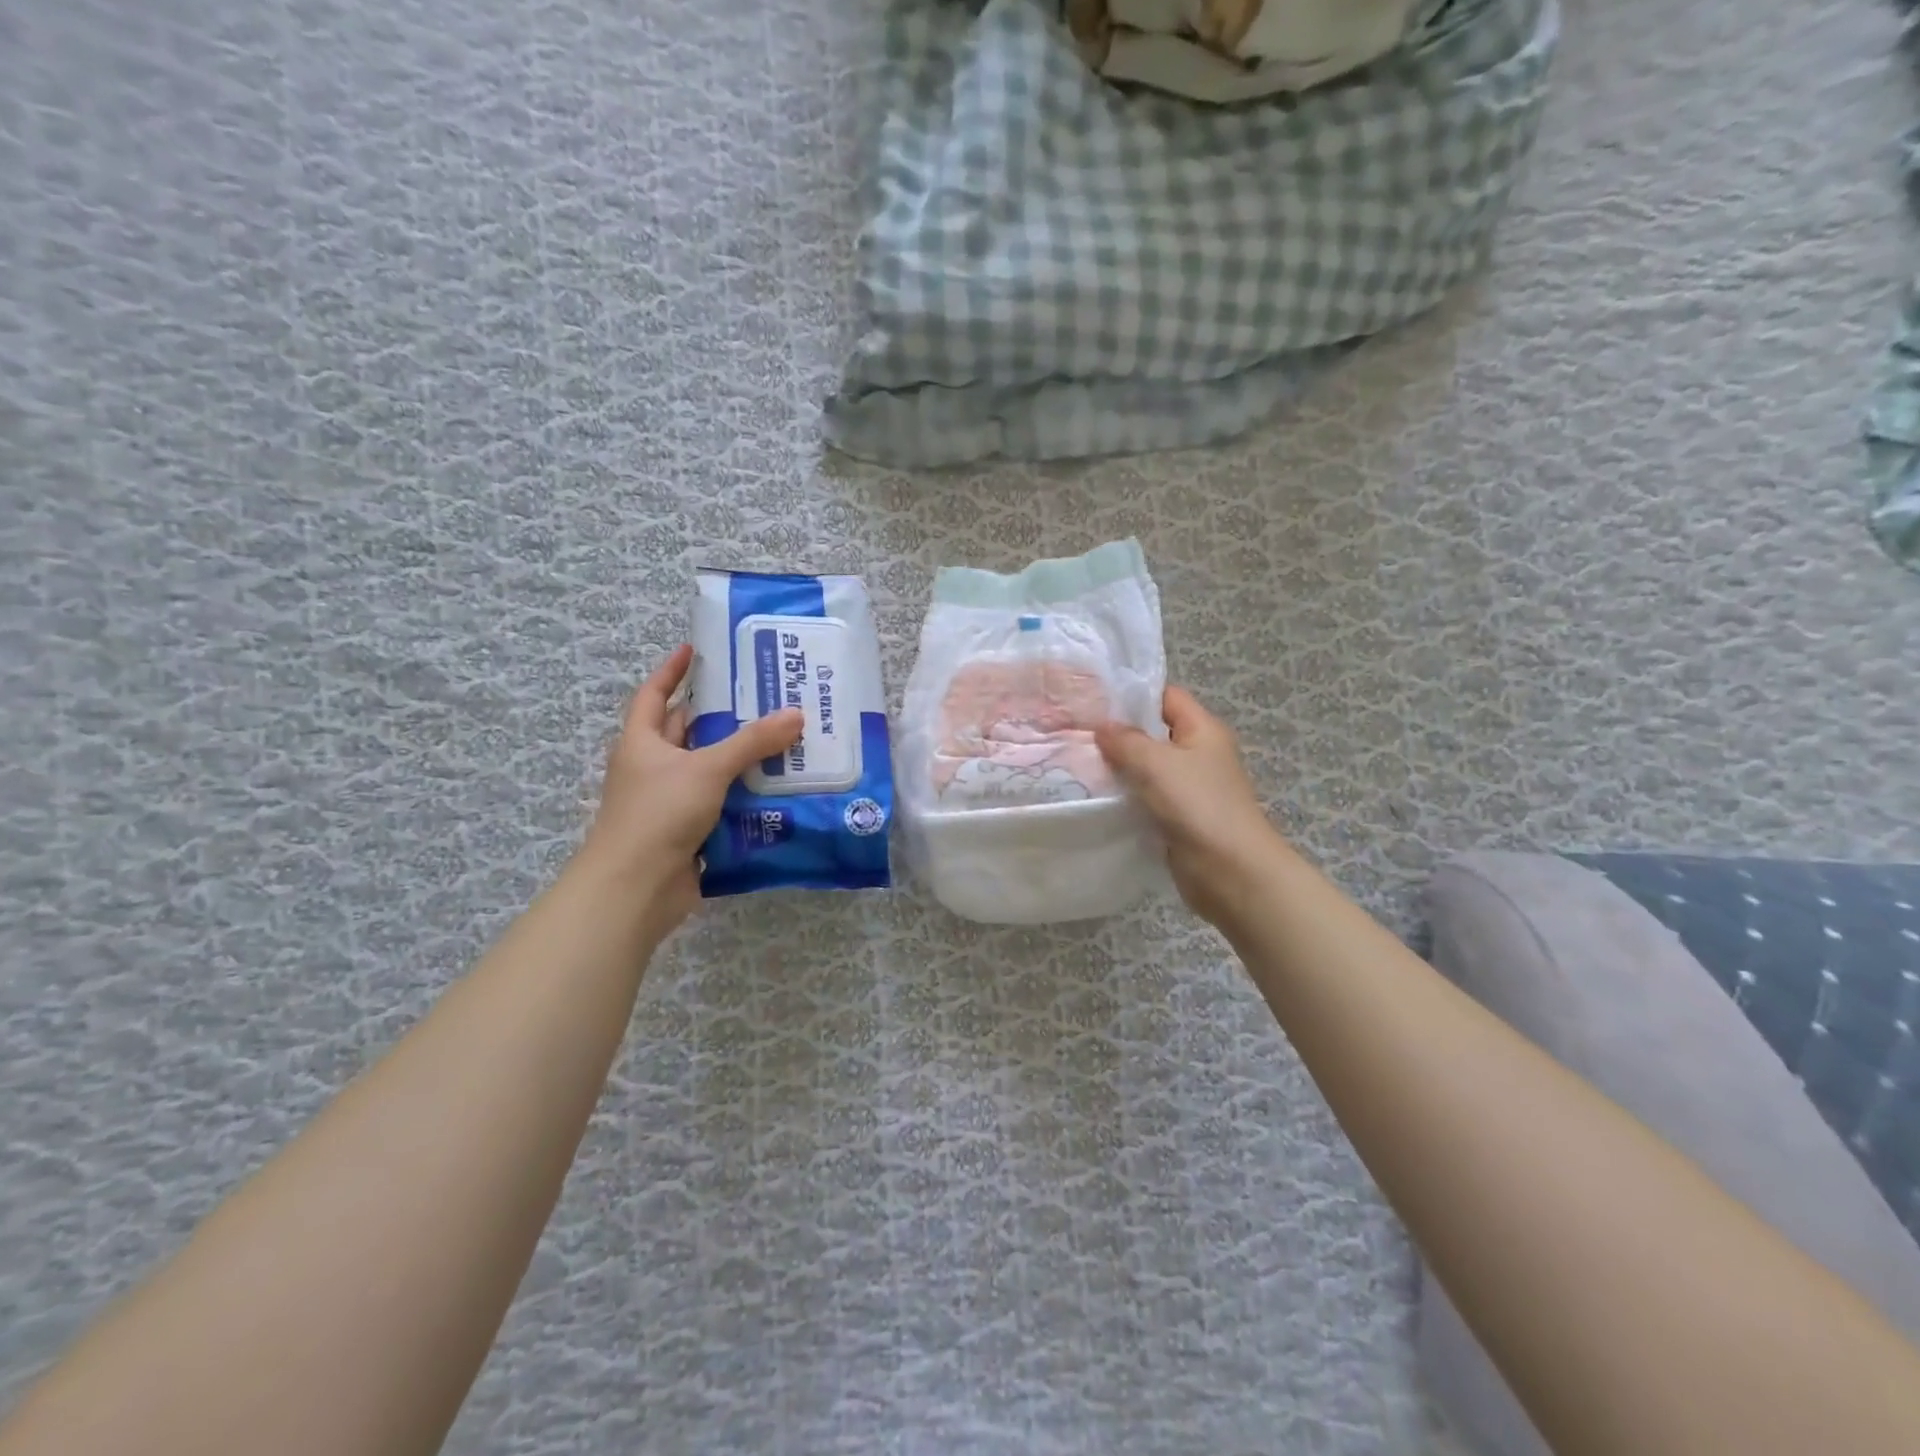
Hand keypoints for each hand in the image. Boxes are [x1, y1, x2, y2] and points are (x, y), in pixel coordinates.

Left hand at [579, 645, 802, 932]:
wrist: (636, 888)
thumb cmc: (659, 814)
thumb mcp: (707, 769)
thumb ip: (751, 742)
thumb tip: (795, 714)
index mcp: (642, 742)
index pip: (653, 694)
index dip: (671, 671)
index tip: (695, 650)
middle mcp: (653, 767)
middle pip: (688, 731)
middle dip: (721, 715)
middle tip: (764, 696)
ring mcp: (670, 801)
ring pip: (709, 770)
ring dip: (740, 758)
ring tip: (784, 739)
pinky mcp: (688, 831)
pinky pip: (721, 804)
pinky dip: (744, 795)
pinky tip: (778, 788)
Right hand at [1095, 687, 1284, 926]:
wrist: (1230, 871)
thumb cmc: (1198, 805)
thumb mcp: (1157, 763)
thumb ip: (1125, 740)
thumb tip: (1101, 726)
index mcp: (1202, 730)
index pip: (1166, 696)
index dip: (1132, 694)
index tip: (1092, 699)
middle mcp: (1198, 754)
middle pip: (1153, 732)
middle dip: (1117, 733)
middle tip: (1075, 731)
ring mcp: (1189, 788)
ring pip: (1147, 768)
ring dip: (1118, 767)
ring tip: (1076, 761)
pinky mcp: (1178, 818)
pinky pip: (1146, 797)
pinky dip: (1125, 796)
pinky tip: (1095, 796)